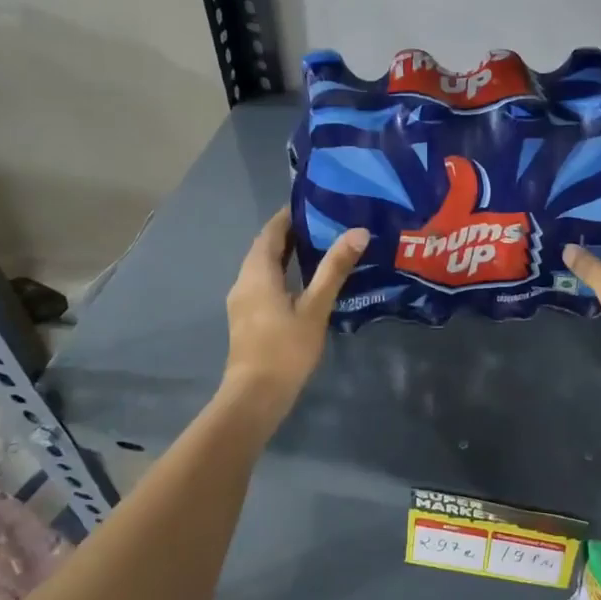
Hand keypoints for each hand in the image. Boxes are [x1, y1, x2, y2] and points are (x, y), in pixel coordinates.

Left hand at [223, 208, 368, 414]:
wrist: (256, 395)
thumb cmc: (286, 348)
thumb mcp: (315, 307)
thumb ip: (335, 269)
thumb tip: (358, 232)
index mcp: (257, 273)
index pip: (271, 232)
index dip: (289, 216)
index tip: (314, 204)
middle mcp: (243, 281)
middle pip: (265, 248)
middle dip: (290, 234)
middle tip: (324, 224)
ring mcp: (242, 301)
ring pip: (263, 267)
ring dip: (286, 255)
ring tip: (319, 249)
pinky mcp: (246, 318)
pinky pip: (263, 284)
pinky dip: (281, 274)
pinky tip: (303, 283)